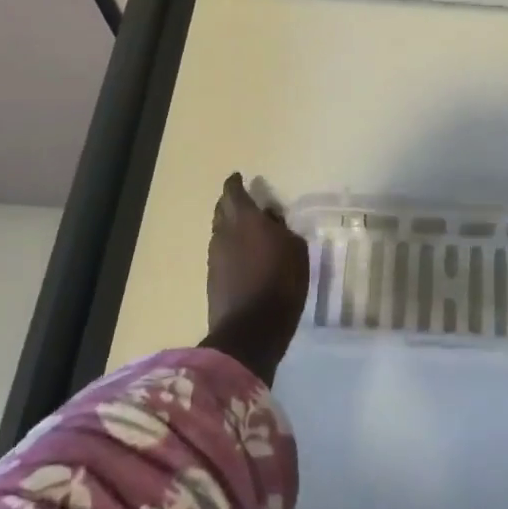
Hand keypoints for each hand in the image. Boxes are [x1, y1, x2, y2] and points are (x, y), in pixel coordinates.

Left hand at [204, 173, 309, 383]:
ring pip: (219, 232)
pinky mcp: (212, 278)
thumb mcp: (296, 250)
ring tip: (245, 230)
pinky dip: (229, 248)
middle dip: (230, 203)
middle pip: (222, 210)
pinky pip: (220, 253)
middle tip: (243, 202)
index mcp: (245, 219)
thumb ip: (282, 229)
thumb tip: (271, 219)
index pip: (233, 192)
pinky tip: (242, 256)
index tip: (240, 178)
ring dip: (229, 227)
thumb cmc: (281, 283)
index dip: (235, 183)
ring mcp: (214, 257)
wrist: (251, 330)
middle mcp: (223, 233)